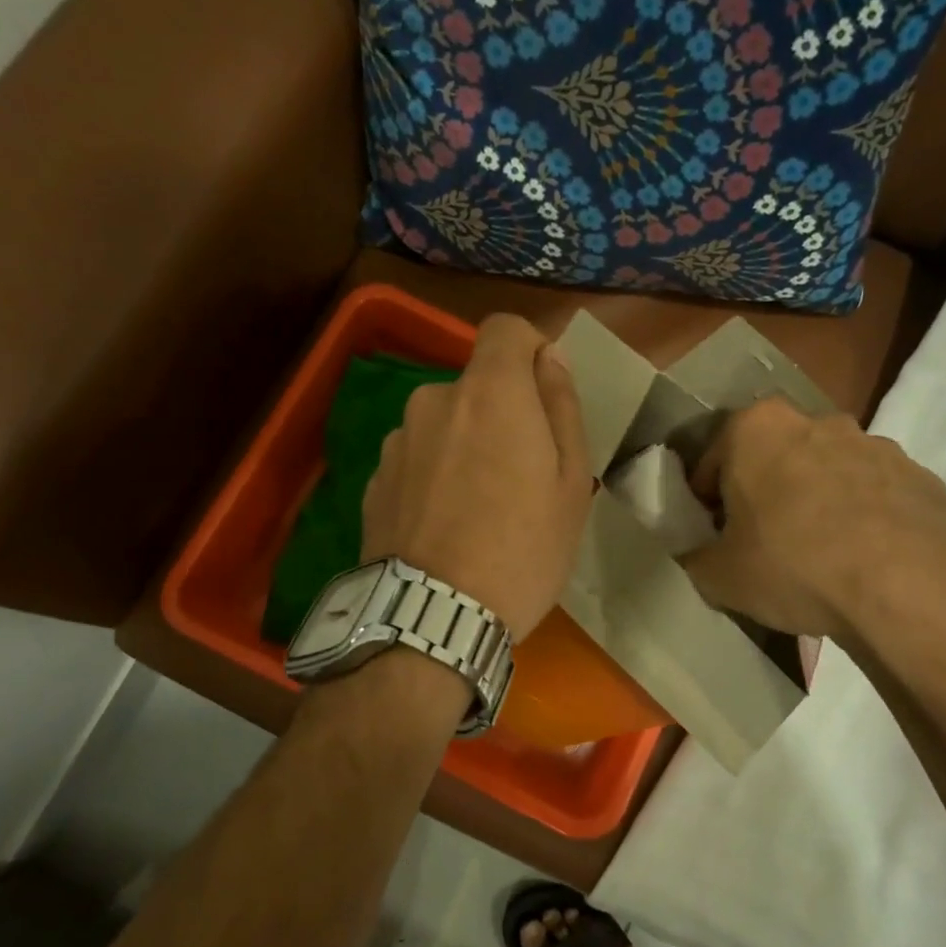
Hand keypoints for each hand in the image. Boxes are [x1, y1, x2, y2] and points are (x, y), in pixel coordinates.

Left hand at [364, 315, 590, 641]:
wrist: (432, 619)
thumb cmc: (522, 550)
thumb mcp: (571, 483)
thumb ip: (561, 408)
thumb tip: (551, 358)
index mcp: (489, 393)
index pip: (505, 328)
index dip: (530, 351)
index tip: (544, 396)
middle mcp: (433, 401)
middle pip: (476, 385)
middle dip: (502, 414)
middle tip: (522, 479)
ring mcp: (396, 441)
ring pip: (444, 424)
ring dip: (464, 447)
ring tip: (479, 513)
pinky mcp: (374, 480)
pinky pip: (417, 460)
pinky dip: (434, 477)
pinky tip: (445, 529)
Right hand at [682, 397, 945, 642]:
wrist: (907, 586)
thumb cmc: (795, 565)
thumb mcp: (720, 577)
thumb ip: (697, 558)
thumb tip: (700, 556)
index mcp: (757, 429)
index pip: (715, 460)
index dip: (708, 500)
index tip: (714, 533)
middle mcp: (816, 421)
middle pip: (775, 457)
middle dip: (766, 491)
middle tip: (763, 541)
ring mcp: (875, 444)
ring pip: (828, 471)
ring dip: (817, 500)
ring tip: (819, 554)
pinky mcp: (919, 475)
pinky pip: (875, 494)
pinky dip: (864, 517)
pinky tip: (863, 559)